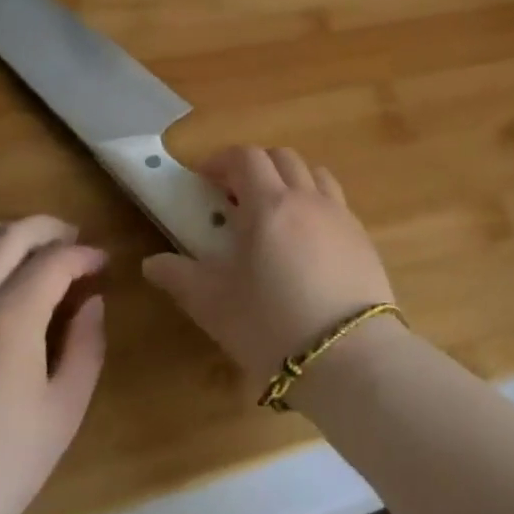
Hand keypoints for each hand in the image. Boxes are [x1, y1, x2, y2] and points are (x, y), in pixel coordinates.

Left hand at [0, 217, 105, 513]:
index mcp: (9, 319)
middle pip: (10, 236)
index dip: (85, 254)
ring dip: (1, 234)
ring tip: (22, 246)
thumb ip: (87, 346)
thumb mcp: (63, 413)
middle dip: (48, 229)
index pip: (55, 260)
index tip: (102, 264)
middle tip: (70, 240)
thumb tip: (91, 301)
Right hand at [142, 147, 394, 382]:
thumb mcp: (215, 306)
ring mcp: (339, 214)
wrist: (350, 357)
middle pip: (280, 157)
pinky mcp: (362, 236)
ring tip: (273, 213)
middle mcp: (306, 197)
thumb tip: (152, 262)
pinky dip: (314, 202)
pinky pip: (335, 200)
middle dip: (254, 166)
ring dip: (288, 179)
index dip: (221, 161)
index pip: (245, 157)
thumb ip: (181, 277)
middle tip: (234, 198)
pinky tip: (306, 240)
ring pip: (313, 173)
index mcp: (268, 204)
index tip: (203, 181)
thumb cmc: (272, 327)